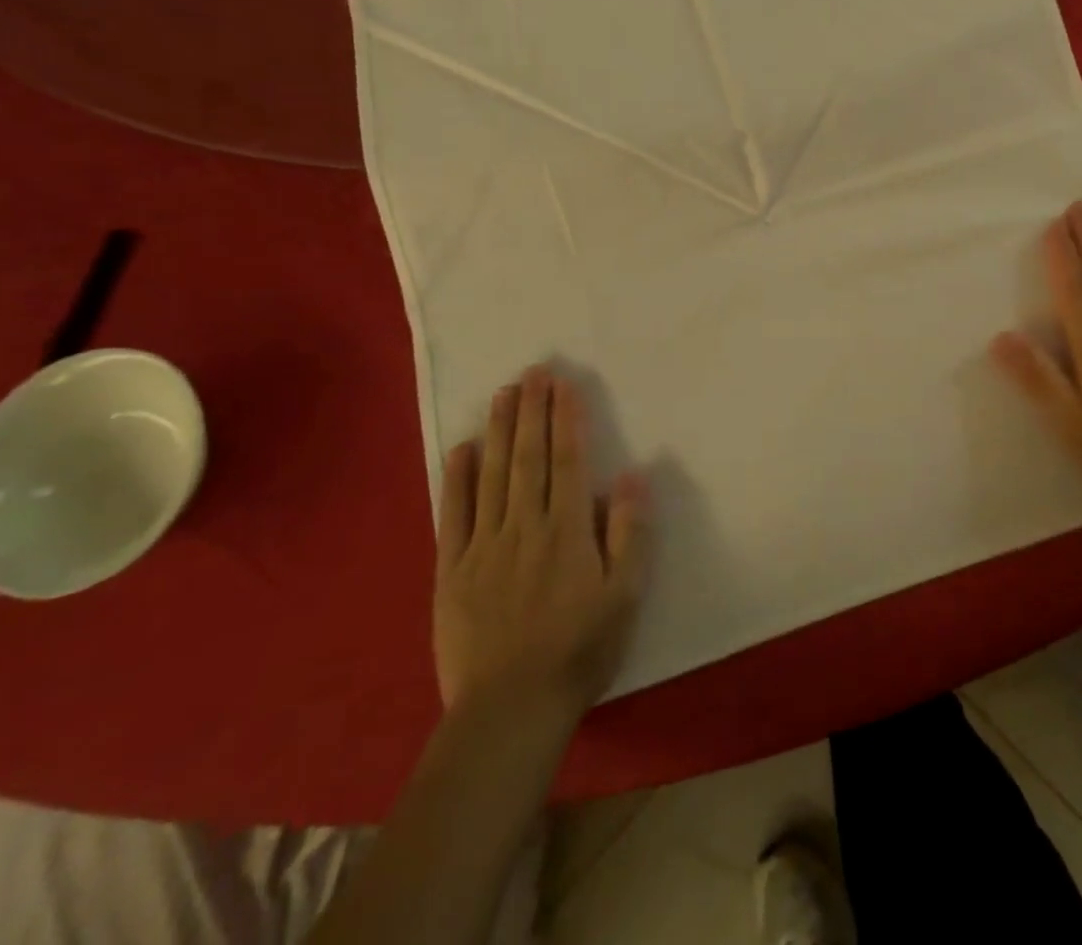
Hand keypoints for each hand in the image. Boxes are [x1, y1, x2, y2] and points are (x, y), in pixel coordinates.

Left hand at [434, 368, 648, 717]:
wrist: (510, 711)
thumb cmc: (579, 650)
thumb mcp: (625, 596)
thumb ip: (629, 533)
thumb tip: (630, 476)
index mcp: (567, 530)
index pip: (567, 461)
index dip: (566, 419)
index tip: (563, 384)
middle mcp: (524, 525)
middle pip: (528, 457)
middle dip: (532, 410)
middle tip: (533, 371)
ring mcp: (484, 545)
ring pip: (492, 474)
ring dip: (499, 430)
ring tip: (503, 393)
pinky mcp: (452, 570)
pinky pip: (453, 514)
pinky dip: (457, 478)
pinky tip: (461, 449)